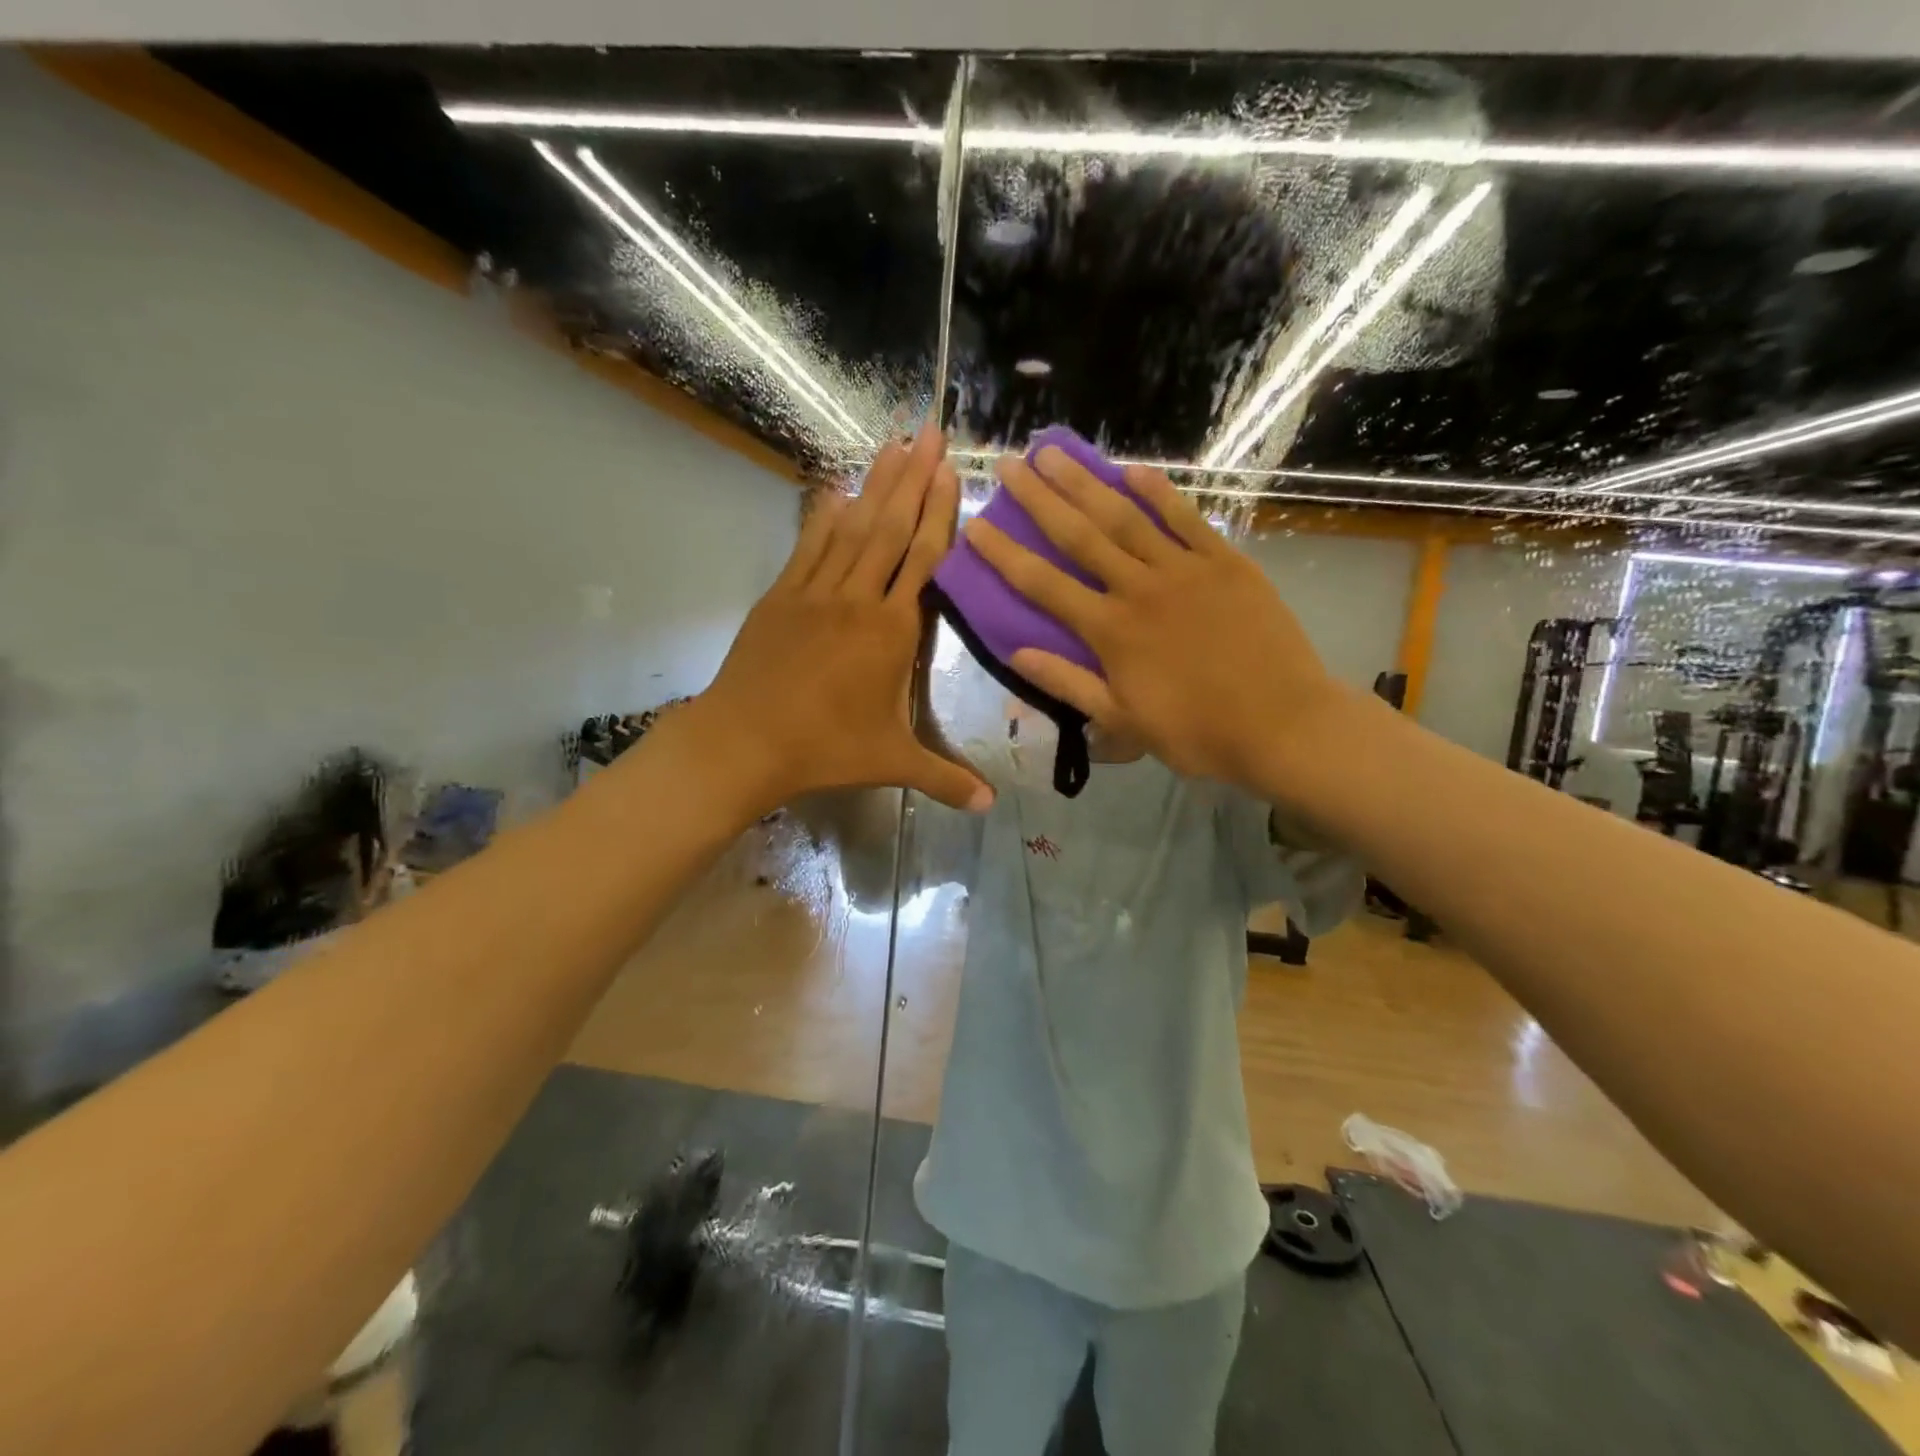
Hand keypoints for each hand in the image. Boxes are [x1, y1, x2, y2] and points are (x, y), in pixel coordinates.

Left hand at [697, 424, 994, 816]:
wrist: (744, 742)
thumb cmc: (824, 749)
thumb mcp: (892, 763)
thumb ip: (944, 778)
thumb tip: (991, 806)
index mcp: (890, 631)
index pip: (922, 559)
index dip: (938, 513)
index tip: (949, 470)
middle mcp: (856, 599)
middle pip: (889, 527)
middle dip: (912, 477)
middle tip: (929, 429)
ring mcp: (814, 592)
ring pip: (851, 527)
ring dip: (874, 484)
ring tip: (891, 444)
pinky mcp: (780, 596)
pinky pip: (808, 545)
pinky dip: (824, 515)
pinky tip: (836, 490)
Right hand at [961, 448, 1347, 797]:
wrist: (1281, 724)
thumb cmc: (1196, 732)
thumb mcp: (1122, 720)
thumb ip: (1068, 683)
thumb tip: (1017, 652)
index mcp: (1110, 631)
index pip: (1043, 585)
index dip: (1005, 554)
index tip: (975, 524)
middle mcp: (1139, 589)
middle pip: (1079, 536)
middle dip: (1039, 498)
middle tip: (1009, 464)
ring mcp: (1184, 570)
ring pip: (1125, 517)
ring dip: (1086, 482)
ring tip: (1055, 453)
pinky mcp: (1225, 562)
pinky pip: (1187, 519)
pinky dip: (1159, 493)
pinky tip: (1133, 470)